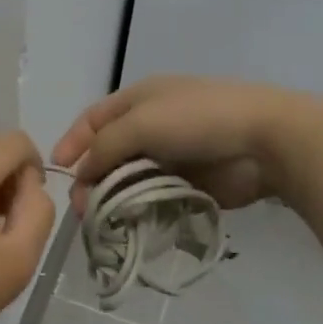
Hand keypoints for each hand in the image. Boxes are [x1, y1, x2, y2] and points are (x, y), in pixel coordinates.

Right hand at [52, 75, 322, 212]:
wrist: (265, 139)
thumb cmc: (197, 119)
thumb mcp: (140, 123)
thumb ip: (105, 147)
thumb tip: (83, 173)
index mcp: (138, 99)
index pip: (93, 119)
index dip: (73, 141)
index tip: (57, 170)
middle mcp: (151, 124)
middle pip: (109, 152)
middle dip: (92, 177)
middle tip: (83, 208)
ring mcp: (171, 154)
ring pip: (130, 178)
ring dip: (114, 197)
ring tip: (103, 220)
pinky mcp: (189, 182)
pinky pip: (154, 196)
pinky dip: (140, 208)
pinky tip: (130, 224)